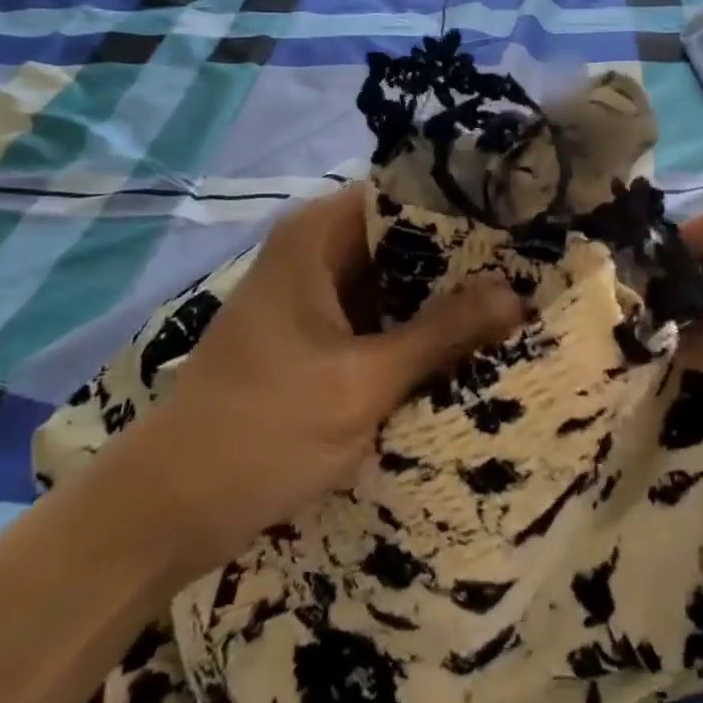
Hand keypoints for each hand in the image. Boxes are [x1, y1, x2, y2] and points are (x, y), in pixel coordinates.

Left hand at [100, 185, 523, 580]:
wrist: (169, 508)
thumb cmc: (262, 430)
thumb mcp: (362, 382)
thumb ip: (441, 333)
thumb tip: (517, 293)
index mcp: (318, 235)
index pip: (407, 195)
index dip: (466, 209)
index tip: (523, 228)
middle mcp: (317, 249)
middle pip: (406, 237)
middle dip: (464, 259)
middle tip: (533, 272)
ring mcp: (315, 293)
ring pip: (396, 278)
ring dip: (444, 297)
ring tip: (517, 303)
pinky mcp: (317, 333)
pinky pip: (381, 314)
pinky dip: (418, 327)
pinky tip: (468, 343)